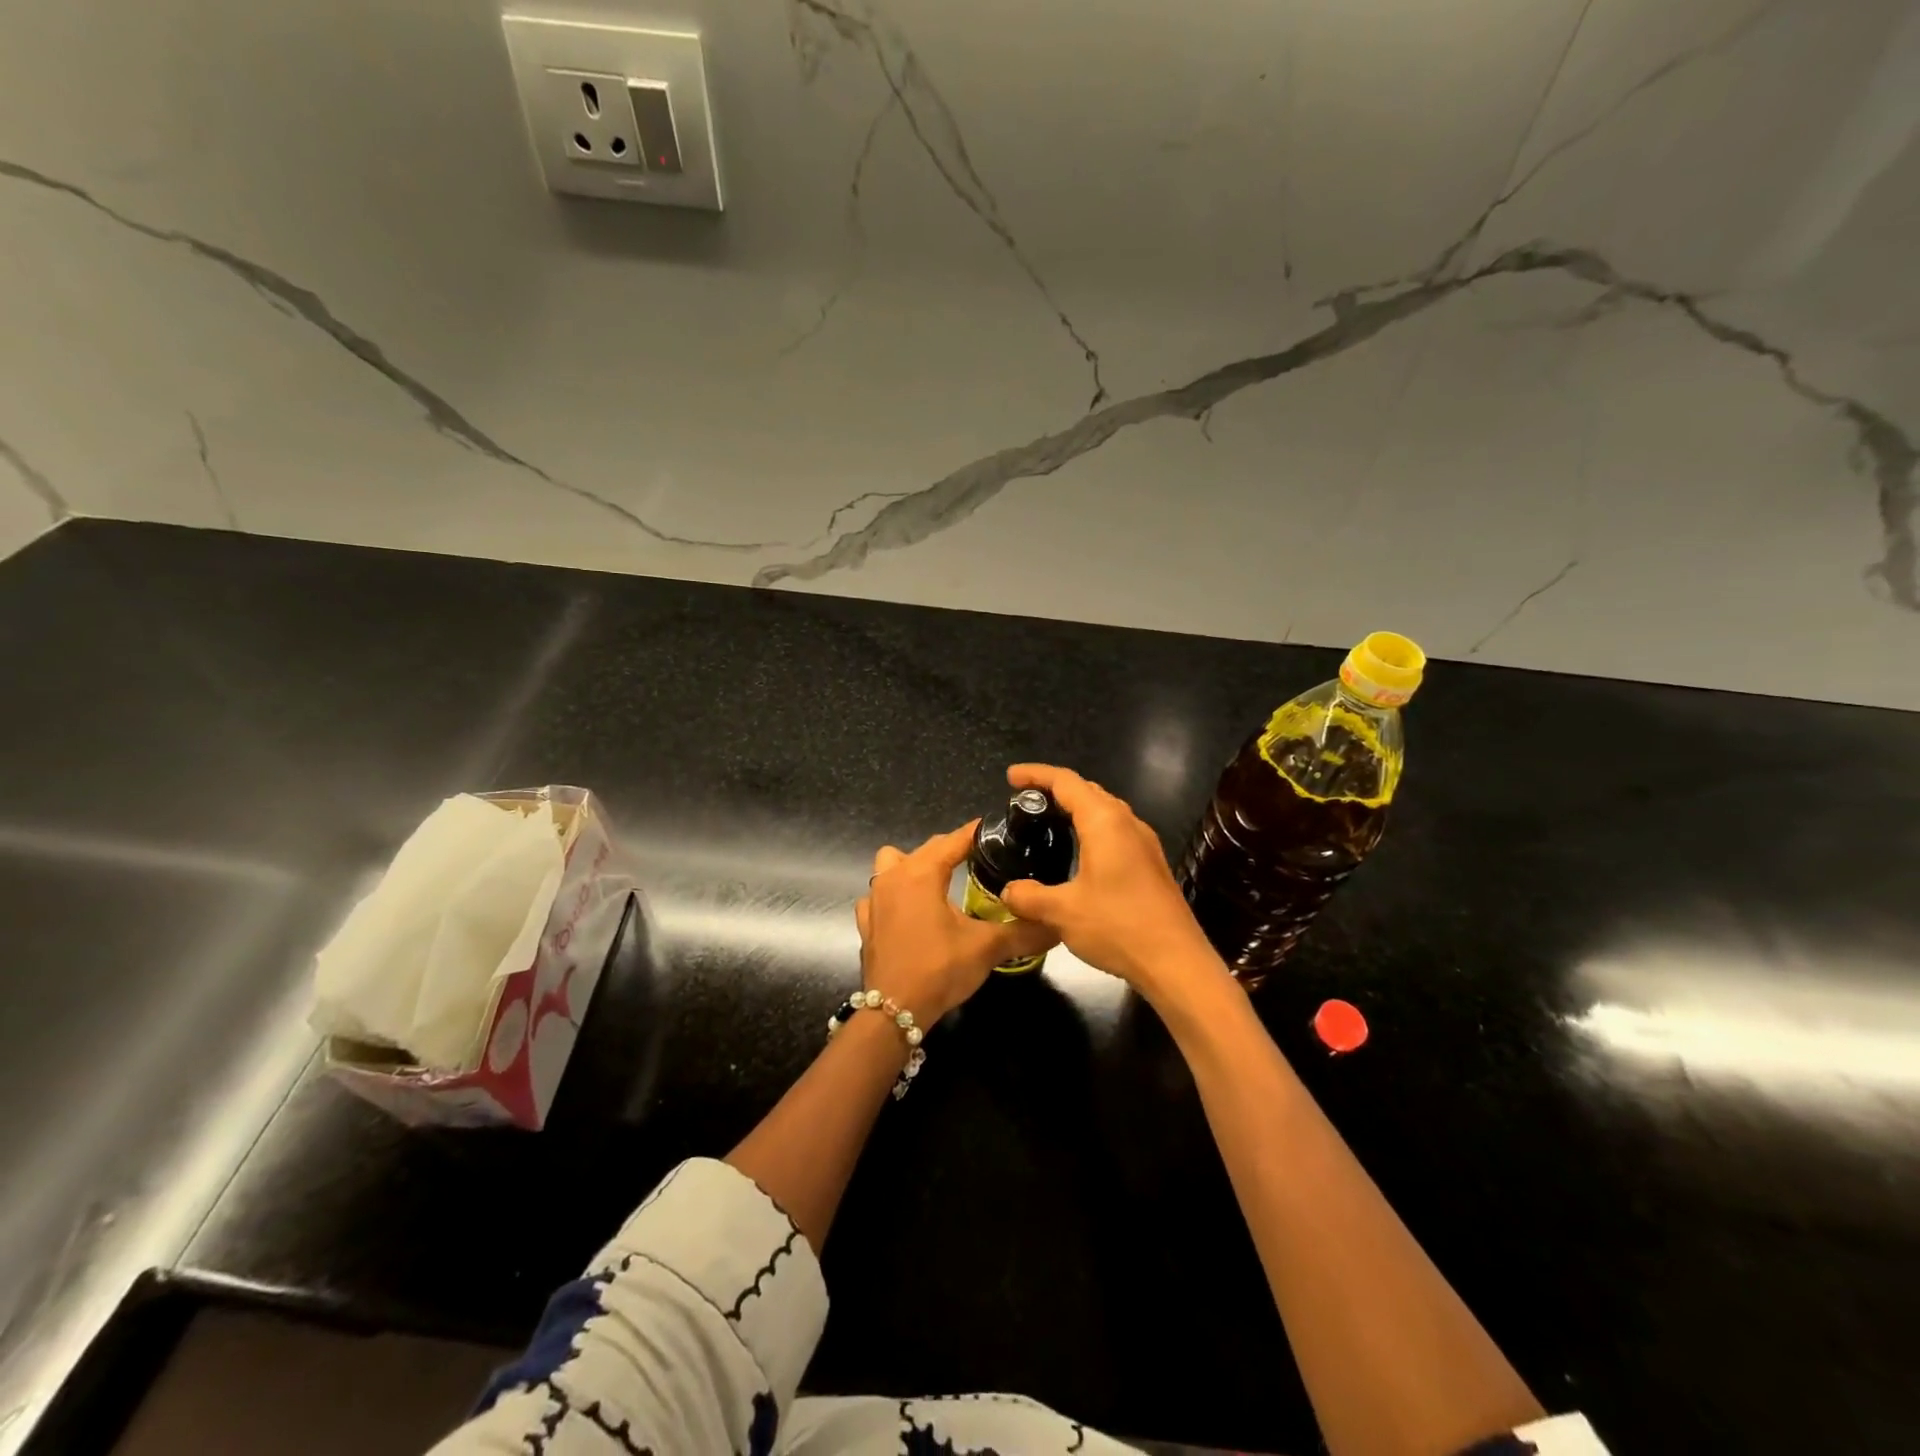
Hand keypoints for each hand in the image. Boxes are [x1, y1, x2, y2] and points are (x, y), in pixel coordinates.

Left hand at [855, 823, 1056, 1026]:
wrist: (893, 1011)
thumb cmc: (939, 969)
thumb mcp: (986, 948)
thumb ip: (1023, 932)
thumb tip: (1058, 925)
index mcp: (921, 873)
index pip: (953, 840)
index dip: (976, 833)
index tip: (998, 830)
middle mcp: (893, 877)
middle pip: (926, 849)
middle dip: (952, 849)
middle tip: (981, 859)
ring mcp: (875, 899)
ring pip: (892, 863)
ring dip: (914, 865)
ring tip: (940, 882)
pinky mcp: (867, 922)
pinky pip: (879, 894)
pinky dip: (894, 895)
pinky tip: (910, 911)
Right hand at [998, 764, 1225, 1002]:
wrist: (1176, 962)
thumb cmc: (1118, 926)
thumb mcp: (1062, 912)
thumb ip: (1029, 896)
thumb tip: (1008, 891)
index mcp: (1104, 822)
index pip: (1066, 782)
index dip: (1036, 774)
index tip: (1011, 777)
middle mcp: (1127, 823)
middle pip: (1088, 790)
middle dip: (1056, 789)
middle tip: (1025, 801)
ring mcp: (1144, 843)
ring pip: (1105, 811)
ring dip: (1076, 809)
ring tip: (1048, 822)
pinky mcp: (1151, 864)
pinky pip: (1116, 832)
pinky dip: (1091, 829)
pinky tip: (1078, 853)